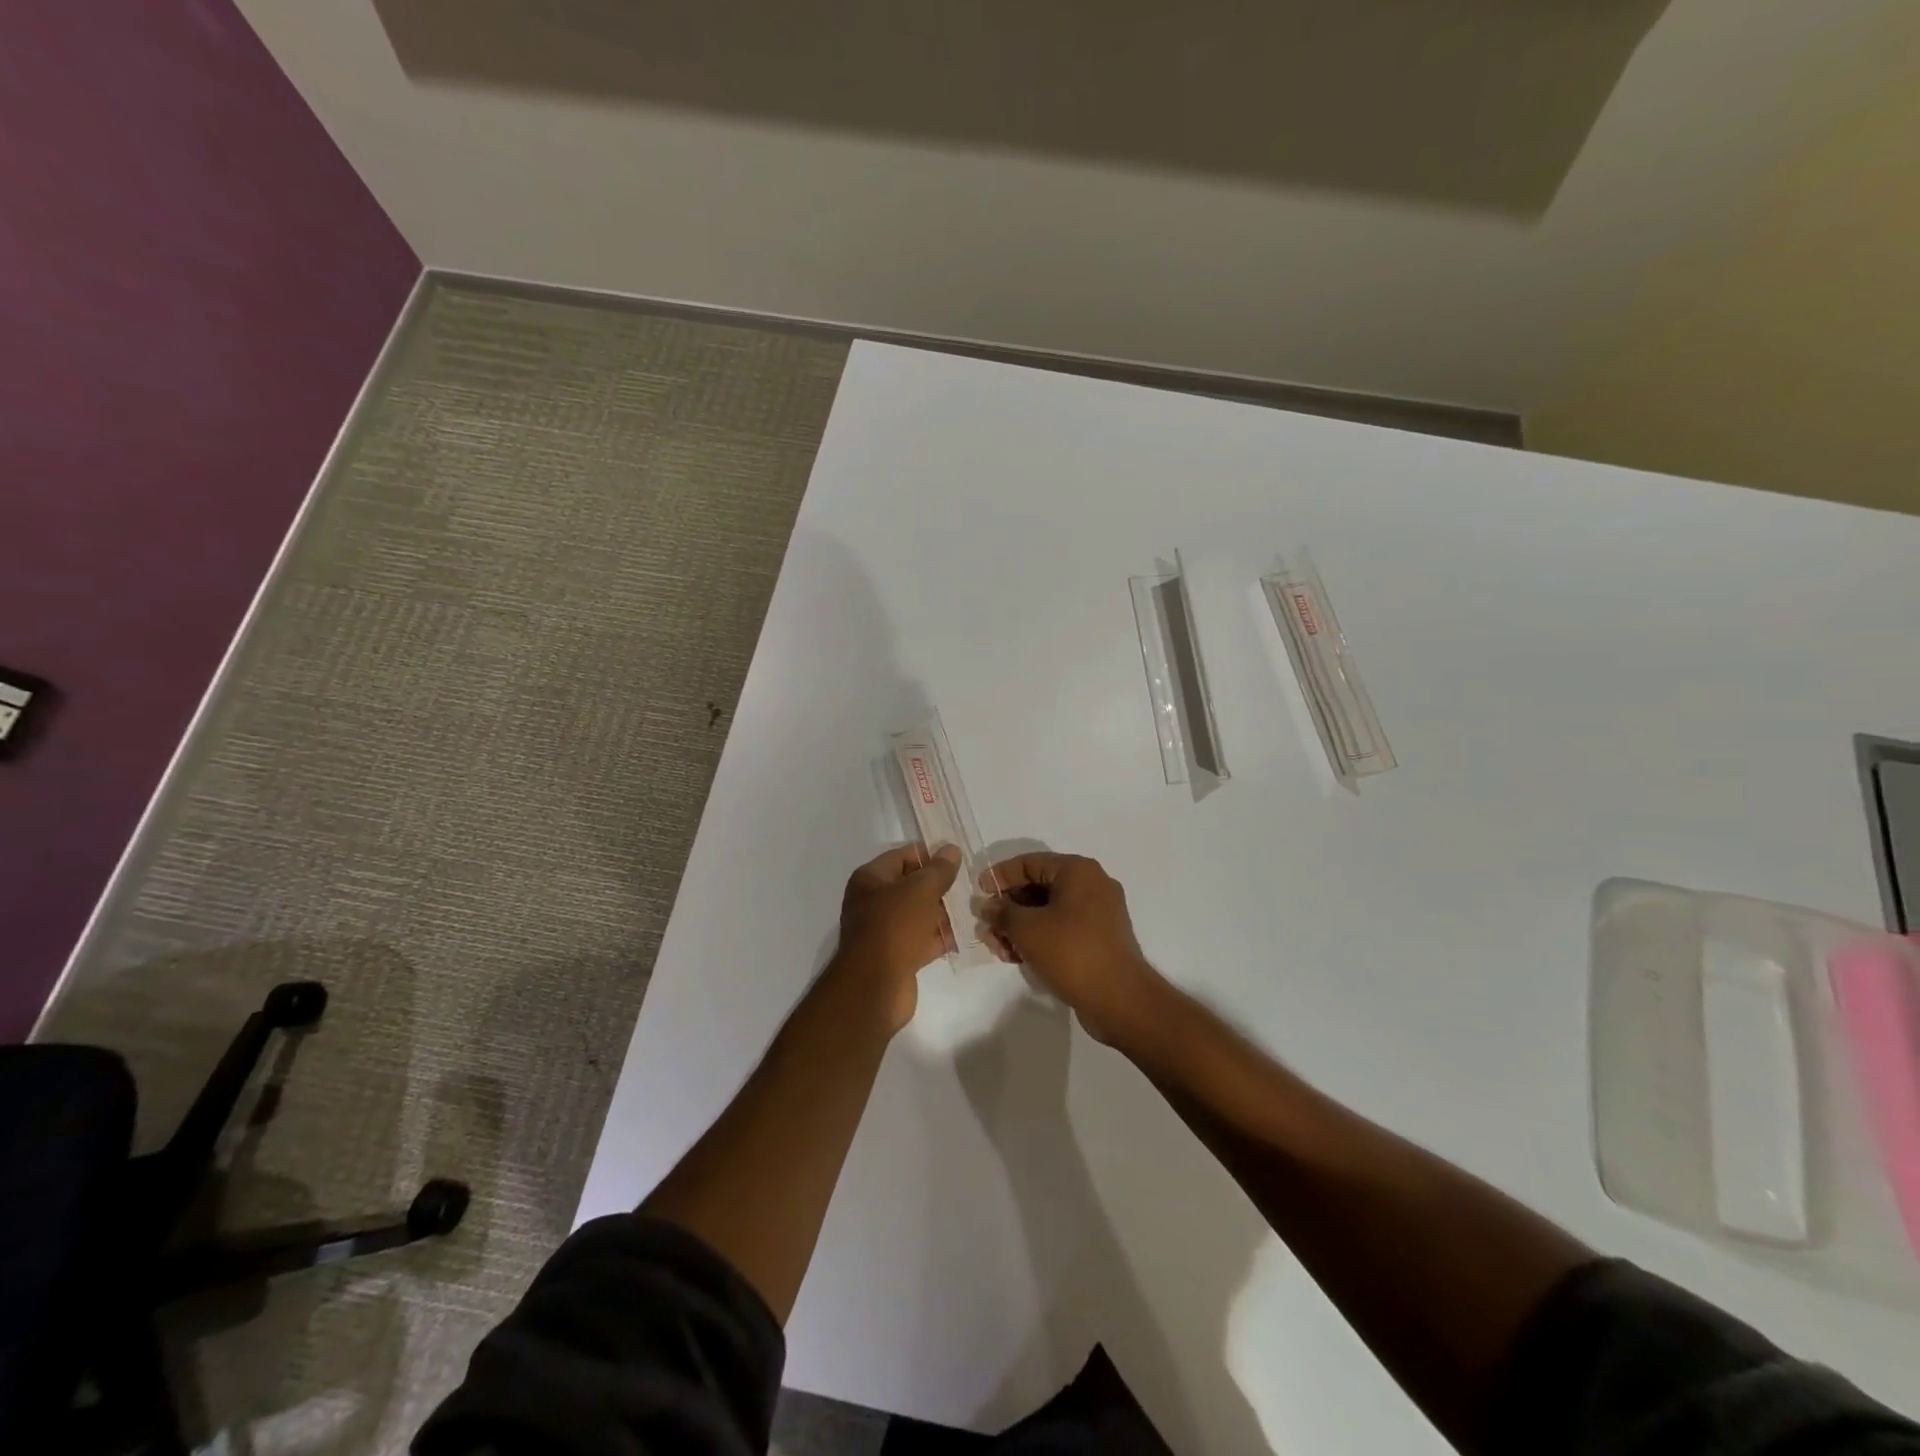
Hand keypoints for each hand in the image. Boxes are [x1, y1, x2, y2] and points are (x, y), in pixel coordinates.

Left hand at [834, 844, 961, 1031]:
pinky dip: (941, 936)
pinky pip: (922, 939)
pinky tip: (966, 934)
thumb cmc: (894, 927)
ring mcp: (884, 931)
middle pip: (911, 885)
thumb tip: (951, 850)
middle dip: (939, 885)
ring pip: (919, 913)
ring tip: (974, 907)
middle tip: (970, 884)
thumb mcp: (920, 890)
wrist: (875, 986)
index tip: (958, 858)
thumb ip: (938, 870)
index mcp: (870, 879)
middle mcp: (873, 901)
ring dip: (943, 911)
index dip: (929, 854)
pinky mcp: (897, 956)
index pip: (902, 856)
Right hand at [980, 853, 1168, 1044]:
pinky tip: (1018, 957)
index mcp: (1078, 871)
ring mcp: (1098, 913)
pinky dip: (1039, 938)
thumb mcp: (1027, 929)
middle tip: (986, 928)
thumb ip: (1002, 912)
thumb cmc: (1071, 952)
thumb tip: (987, 905)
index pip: (1029, 862)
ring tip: (999, 949)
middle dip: (1008, 908)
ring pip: (1048, 911)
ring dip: (1020, 927)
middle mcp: (1091, 885)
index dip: (1000, 876)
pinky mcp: (1098, 938)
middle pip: (1038, 887)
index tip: (978, 893)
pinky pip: (1061, 928)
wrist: (1120, 1000)